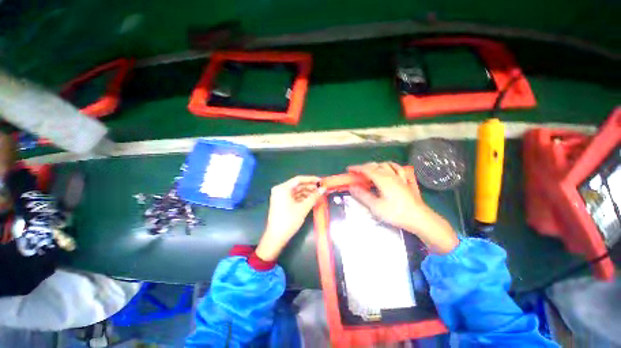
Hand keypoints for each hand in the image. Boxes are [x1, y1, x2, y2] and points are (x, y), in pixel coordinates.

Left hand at [255, 176, 324, 261]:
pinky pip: (294, 197)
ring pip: (296, 191)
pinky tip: (311, 199)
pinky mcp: (282, 203)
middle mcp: (280, 190)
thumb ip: (313, 197)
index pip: (299, 179)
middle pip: (297, 185)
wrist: (276, 237)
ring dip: (307, 193)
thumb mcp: (303, 208)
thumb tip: (323, 189)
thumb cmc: (289, 220)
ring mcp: (280, 196)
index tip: (321, 181)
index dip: (311, 179)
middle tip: (321, 189)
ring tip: (318, 195)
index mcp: (283, 188)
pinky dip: (302, 198)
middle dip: (310, 187)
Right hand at [348, 162, 458, 253]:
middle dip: (364, 167)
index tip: (348, 170)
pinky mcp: (405, 181)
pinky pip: (396, 168)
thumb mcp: (376, 206)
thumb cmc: (396, 213)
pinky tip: (388, 168)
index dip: (356, 168)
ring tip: (369, 170)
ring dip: (375, 165)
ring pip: (385, 165)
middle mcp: (390, 175)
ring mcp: (399, 177)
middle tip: (356, 172)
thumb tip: (352, 187)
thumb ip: (363, 195)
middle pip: (375, 165)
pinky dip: (389, 166)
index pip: (366, 170)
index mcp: (382, 179)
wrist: (419, 218)